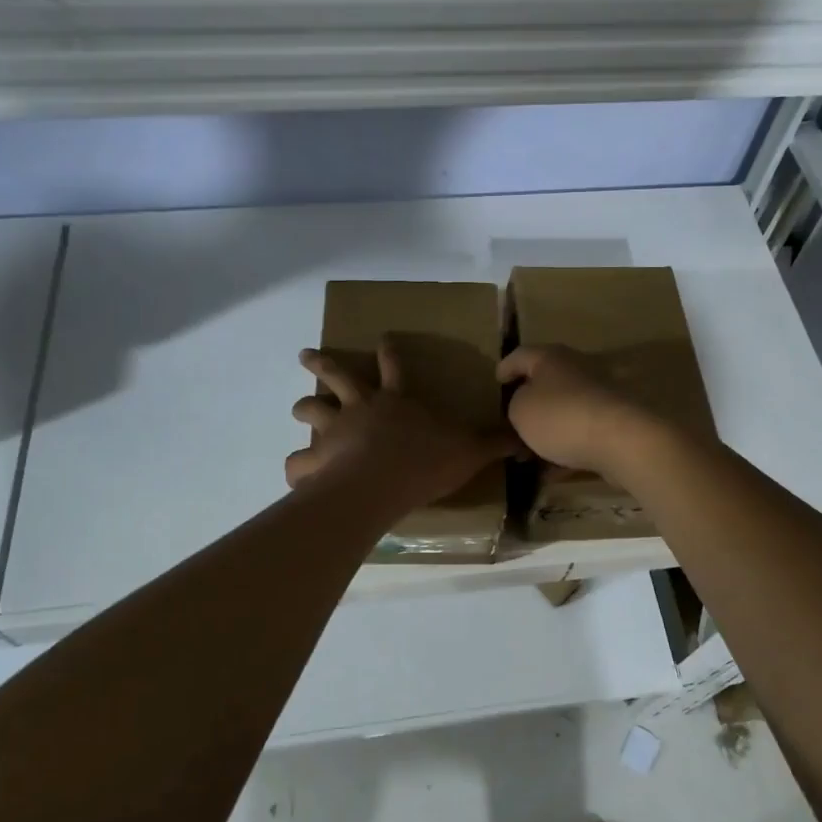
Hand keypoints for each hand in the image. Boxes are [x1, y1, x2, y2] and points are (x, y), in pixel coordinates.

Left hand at [287, 341, 514, 509]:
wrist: (382, 482)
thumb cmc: (426, 460)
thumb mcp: (469, 450)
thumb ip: (494, 443)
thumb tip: (526, 439)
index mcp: (397, 400)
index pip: (395, 367)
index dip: (389, 351)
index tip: (381, 338)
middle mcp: (361, 407)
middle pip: (337, 377)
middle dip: (322, 364)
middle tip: (306, 355)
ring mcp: (335, 429)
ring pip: (311, 410)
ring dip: (303, 407)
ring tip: (296, 408)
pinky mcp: (316, 458)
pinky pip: (298, 461)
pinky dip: (296, 467)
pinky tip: (295, 473)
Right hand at [497, 345, 656, 476]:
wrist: (620, 440)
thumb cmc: (560, 417)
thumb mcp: (519, 410)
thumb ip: (515, 404)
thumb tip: (526, 404)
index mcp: (550, 358)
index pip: (521, 355)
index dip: (506, 367)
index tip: (497, 381)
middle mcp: (576, 370)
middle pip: (546, 382)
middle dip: (527, 402)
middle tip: (509, 420)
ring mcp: (597, 397)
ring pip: (563, 411)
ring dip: (545, 431)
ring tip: (526, 455)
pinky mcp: (612, 423)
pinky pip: (580, 434)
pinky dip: (564, 450)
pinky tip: (550, 473)